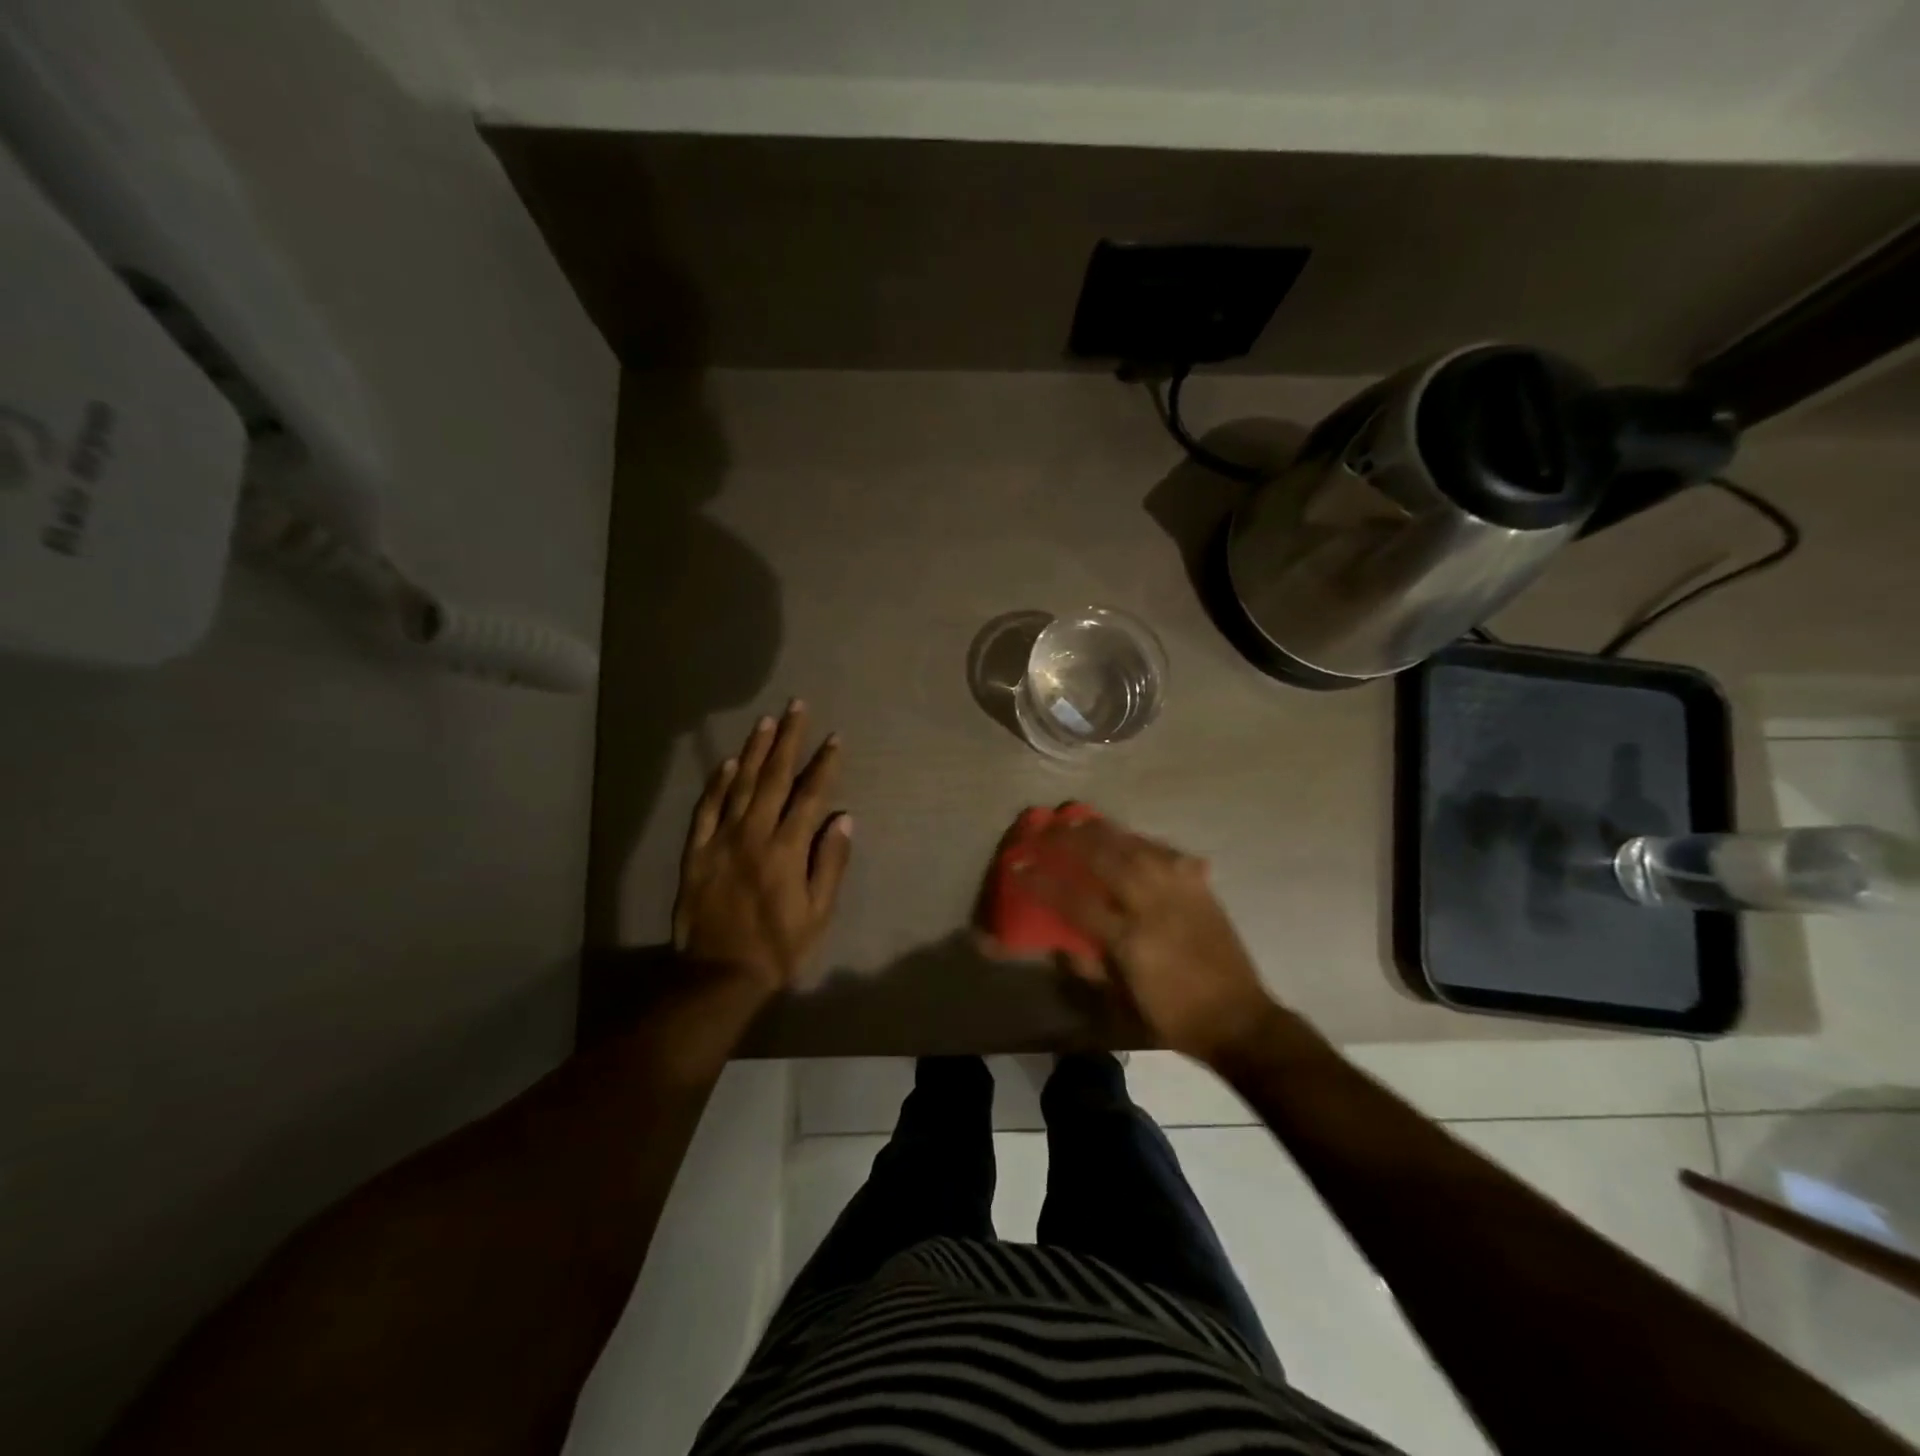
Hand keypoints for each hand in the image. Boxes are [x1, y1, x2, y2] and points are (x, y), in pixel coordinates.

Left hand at [673, 700, 852, 997]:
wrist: (719, 975)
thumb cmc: (778, 947)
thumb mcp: (818, 912)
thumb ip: (830, 862)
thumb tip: (843, 817)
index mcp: (786, 849)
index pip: (810, 795)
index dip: (824, 764)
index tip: (834, 738)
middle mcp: (754, 834)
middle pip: (775, 777)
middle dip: (789, 739)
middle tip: (797, 706)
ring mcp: (721, 840)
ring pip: (740, 784)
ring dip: (755, 750)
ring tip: (767, 722)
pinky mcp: (697, 852)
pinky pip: (706, 809)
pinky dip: (717, 784)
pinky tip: (728, 763)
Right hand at [1022, 819, 1280, 1064]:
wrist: (1239, 1020)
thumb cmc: (1174, 1017)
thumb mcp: (1123, 1002)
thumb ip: (1090, 966)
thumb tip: (1060, 942)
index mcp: (1130, 940)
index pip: (1075, 901)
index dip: (1043, 880)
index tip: (1019, 863)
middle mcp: (1153, 907)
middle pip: (1107, 859)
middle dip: (1072, 840)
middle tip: (1049, 827)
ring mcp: (1181, 893)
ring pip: (1138, 847)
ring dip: (1106, 831)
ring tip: (1082, 820)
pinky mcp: (1202, 889)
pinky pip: (1169, 855)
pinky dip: (1145, 843)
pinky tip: (1132, 840)